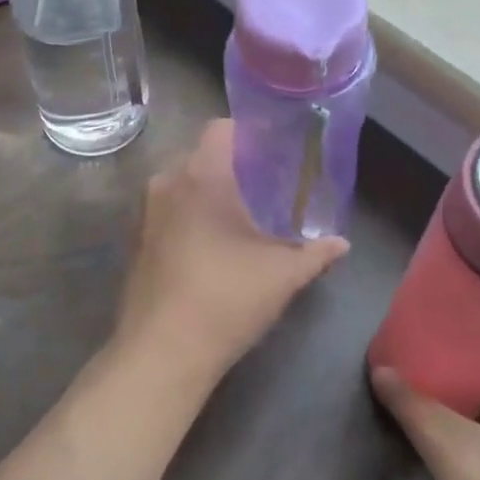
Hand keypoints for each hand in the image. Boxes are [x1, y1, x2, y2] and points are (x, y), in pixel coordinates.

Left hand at [113, 119, 348, 383]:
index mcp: (200, 175)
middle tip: (268, 186)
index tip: (276, 151)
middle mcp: (166, 182)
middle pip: (201, 155)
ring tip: (244, 216)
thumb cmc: (226, 298)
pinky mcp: (137, 241)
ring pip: (182, 184)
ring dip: (210, 193)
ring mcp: (146, 213)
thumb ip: (315, 253)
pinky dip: (190, 215)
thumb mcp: (282, 275)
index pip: (221, 128)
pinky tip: (214, 245)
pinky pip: (169, 211)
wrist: (162, 352)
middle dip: (233, 166)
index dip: (250, 133)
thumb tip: (343, 244)